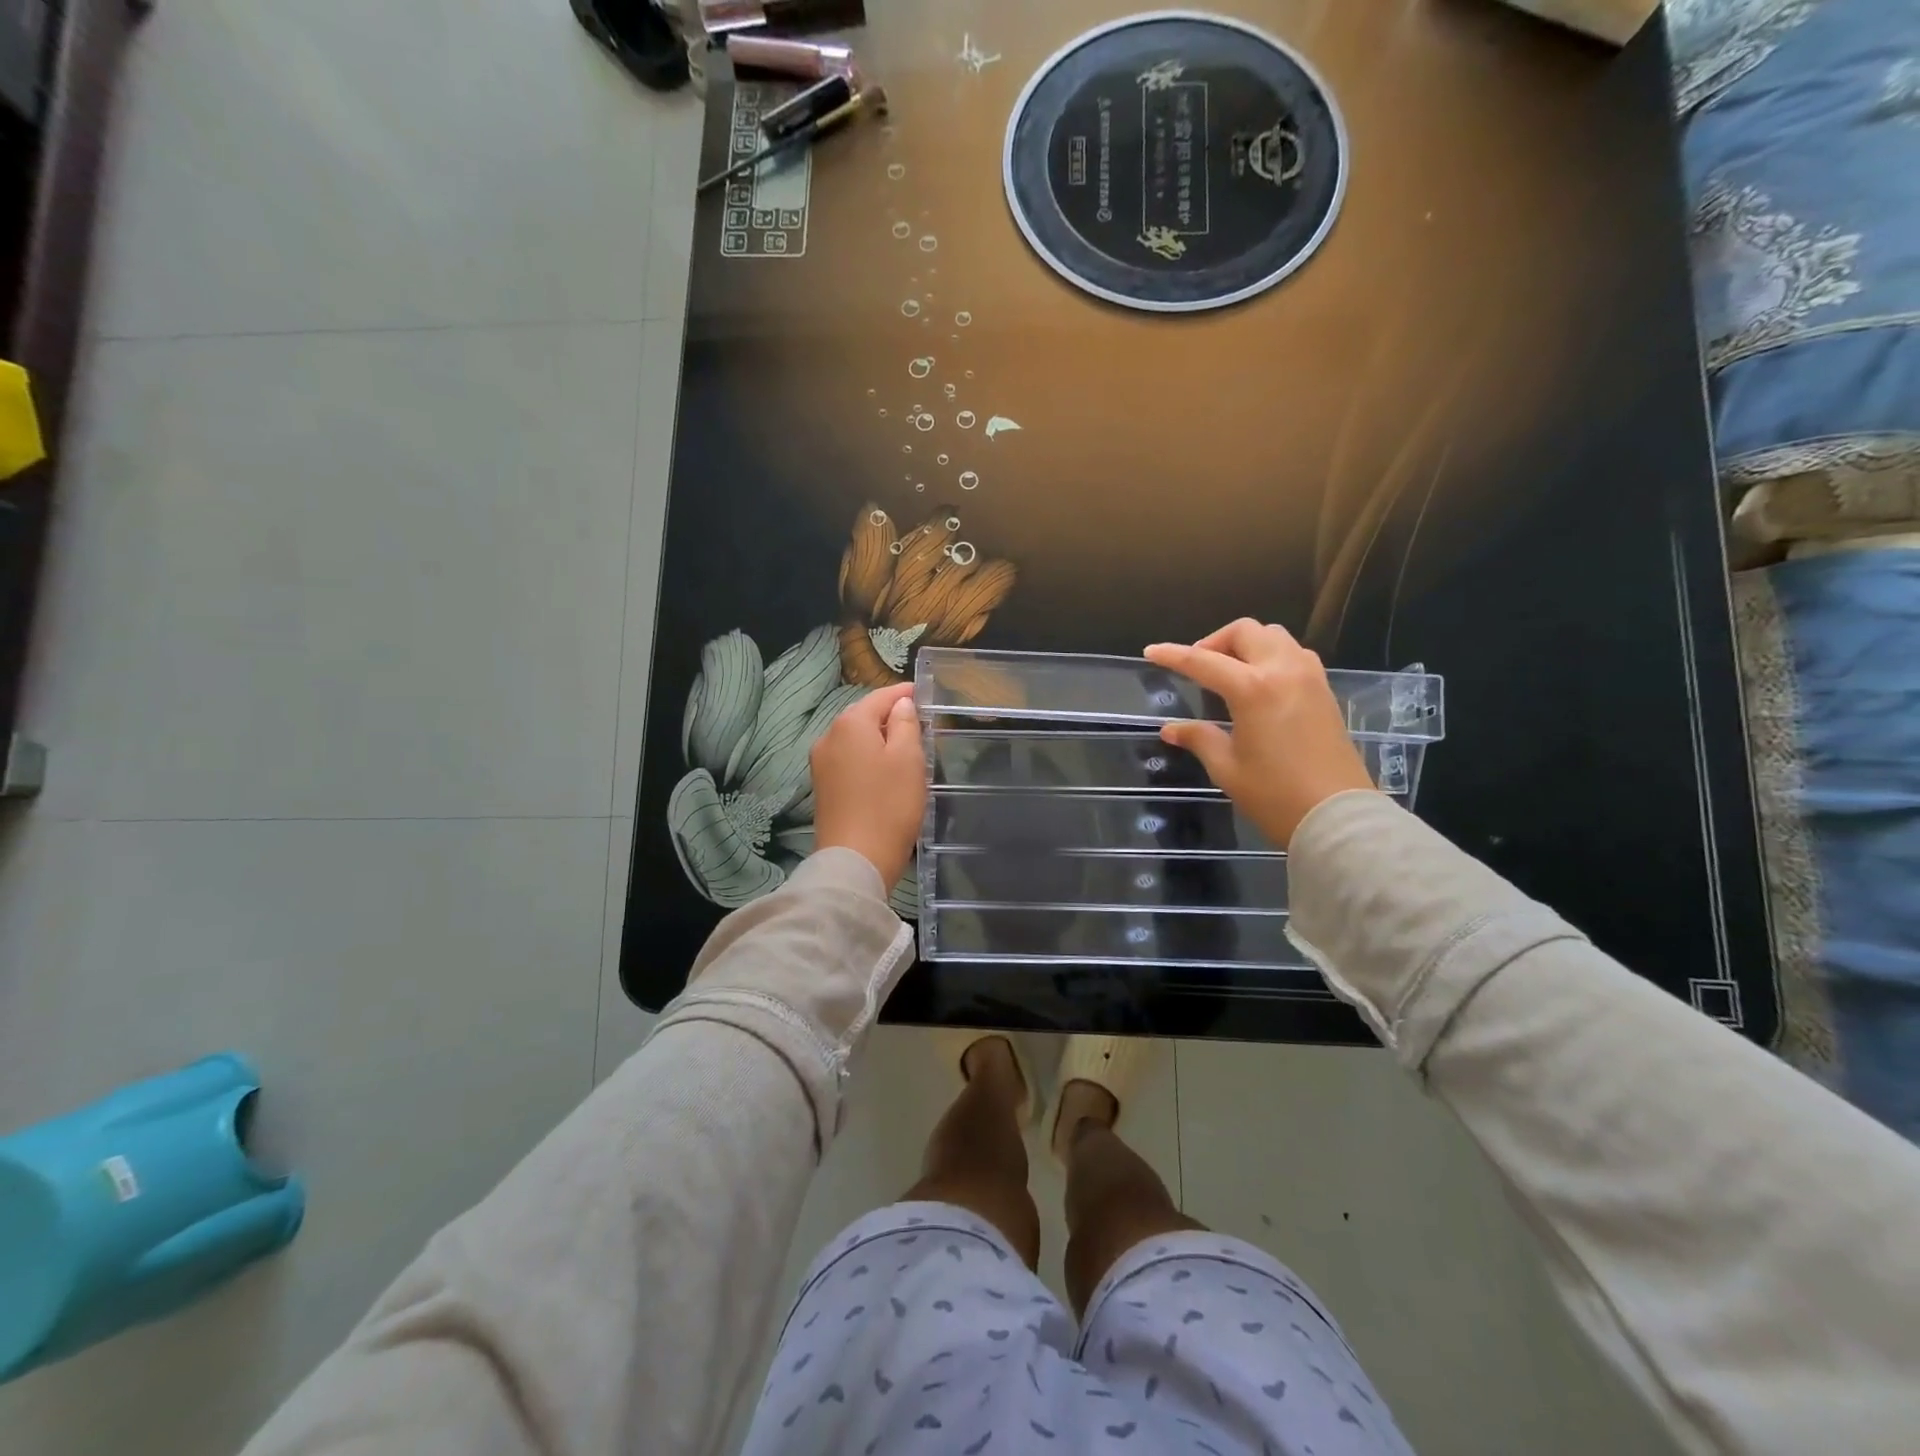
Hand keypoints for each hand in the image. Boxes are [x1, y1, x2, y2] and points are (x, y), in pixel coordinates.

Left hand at [809, 682, 926, 889]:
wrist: (856, 860)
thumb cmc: (889, 805)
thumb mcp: (908, 759)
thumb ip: (906, 724)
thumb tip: (901, 704)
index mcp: (850, 723)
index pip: (880, 697)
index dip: (903, 694)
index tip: (923, 694)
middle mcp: (828, 736)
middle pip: (863, 716)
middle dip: (889, 716)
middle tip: (919, 722)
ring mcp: (821, 763)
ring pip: (855, 739)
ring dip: (878, 738)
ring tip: (905, 747)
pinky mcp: (822, 787)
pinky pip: (848, 760)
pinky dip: (867, 758)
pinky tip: (884, 771)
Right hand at [1144, 620, 1377, 847]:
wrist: (1338, 817)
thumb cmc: (1275, 795)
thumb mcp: (1227, 768)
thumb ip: (1199, 738)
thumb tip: (1171, 729)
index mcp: (1252, 689)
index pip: (1203, 661)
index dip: (1173, 655)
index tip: (1152, 652)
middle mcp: (1283, 671)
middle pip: (1245, 632)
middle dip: (1215, 641)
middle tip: (1198, 666)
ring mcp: (1309, 678)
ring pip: (1274, 636)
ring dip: (1247, 644)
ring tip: (1229, 671)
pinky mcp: (1325, 691)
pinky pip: (1295, 654)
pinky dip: (1272, 655)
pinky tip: (1260, 682)